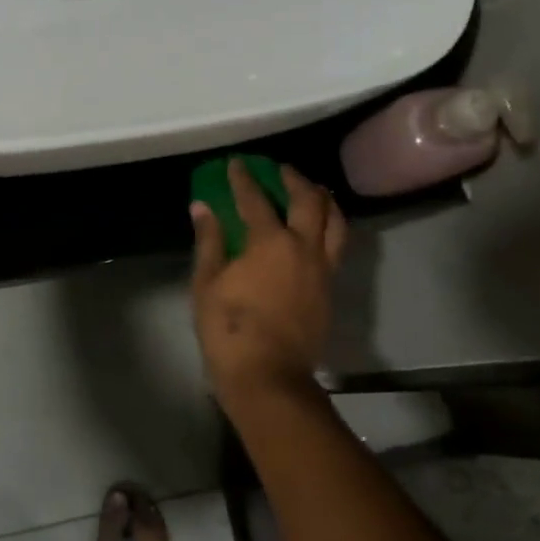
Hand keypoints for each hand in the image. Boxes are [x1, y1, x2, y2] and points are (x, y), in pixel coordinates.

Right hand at [190, 160, 347, 393]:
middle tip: (280, 170)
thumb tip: (202, 207)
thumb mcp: (207, 283)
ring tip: (313, 190)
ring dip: (323, 200)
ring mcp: (322, 268)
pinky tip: (318, 229)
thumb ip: (209, 241)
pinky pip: (337, 245)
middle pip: (308, 200)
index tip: (236, 163)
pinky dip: (330, 226)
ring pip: (335, 222)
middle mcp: (304, 247)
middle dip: (293, 179)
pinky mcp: (330, 289)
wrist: (269, 377)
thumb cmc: (229, 330)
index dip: (243, 178)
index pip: (255, 199)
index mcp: (270, 242)